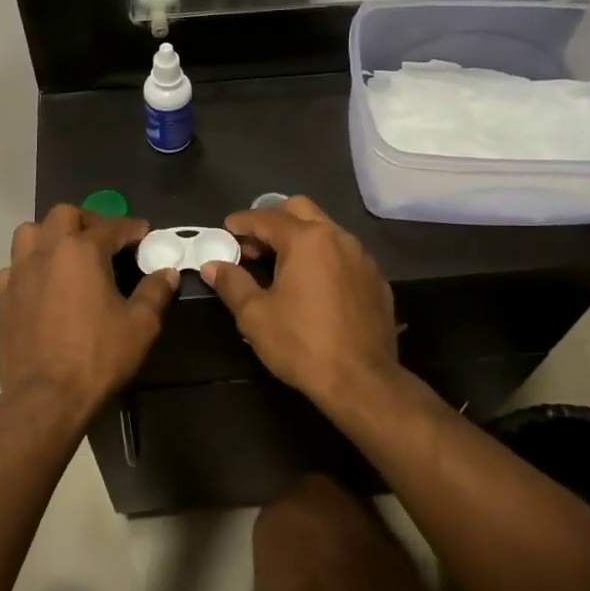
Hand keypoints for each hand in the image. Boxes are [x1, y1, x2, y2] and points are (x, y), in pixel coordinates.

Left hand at [0, 205, 177, 419]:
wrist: (46, 397)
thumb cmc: (98, 357)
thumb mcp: (141, 326)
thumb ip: (155, 292)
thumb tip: (167, 273)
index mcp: (81, 251)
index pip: (111, 226)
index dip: (131, 228)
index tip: (144, 233)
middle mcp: (45, 252)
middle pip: (63, 215)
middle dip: (87, 221)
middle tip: (103, 240)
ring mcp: (16, 274)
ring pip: (29, 234)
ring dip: (50, 237)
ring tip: (66, 256)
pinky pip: (12, 269)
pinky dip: (28, 270)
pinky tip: (40, 288)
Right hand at [199, 196, 399, 411]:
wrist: (362, 380)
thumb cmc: (302, 344)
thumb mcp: (255, 316)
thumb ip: (232, 283)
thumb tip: (212, 266)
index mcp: (306, 240)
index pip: (266, 218)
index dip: (241, 222)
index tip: (226, 230)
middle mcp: (338, 237)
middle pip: (300, 210)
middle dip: (272, 220)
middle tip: (253, 246)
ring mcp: (362, 257)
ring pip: (325, 230)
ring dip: (300, 237)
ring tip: (281, 265)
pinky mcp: (376, 279)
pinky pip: (344, 254)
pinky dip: (323, 258)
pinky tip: (313, 285)